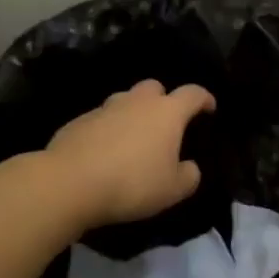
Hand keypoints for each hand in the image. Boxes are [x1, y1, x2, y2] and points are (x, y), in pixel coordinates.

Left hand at [44, 79, 215, 230]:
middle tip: (165, 124)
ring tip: (133, 139)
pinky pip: (100, 119)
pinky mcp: (78, 122)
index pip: (193, 94)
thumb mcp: (173, 190)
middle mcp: (137, 102)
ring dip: (132, 114)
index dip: (204, 99)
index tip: (209, 108)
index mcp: (167, 113)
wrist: (69, 183)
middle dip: (163, 100)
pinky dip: (107, 130)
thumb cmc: (132, 183)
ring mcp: (104, 109)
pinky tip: (104, 153)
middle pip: (155, 88)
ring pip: (124, 101)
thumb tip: (188, 167)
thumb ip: (189, 176)